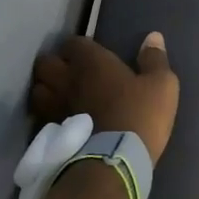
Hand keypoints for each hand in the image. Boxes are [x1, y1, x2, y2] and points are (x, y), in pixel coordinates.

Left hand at [30, 33, 179, 163]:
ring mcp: (53, 106)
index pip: (73, 42)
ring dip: (45, 90)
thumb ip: (155, 59)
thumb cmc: (139, 116)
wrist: (113, 162)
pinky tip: (58, 122)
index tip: (90, 56)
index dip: (80, 48)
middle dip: (54, 65)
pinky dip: (46, 115)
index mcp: (91, 62)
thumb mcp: (161, 86)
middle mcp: (66, 78)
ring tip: (58, 97)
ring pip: (37, 89)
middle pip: (45, 63)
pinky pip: (40, 116)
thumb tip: (153, 36)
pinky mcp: (49, 133)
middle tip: (68, 73)